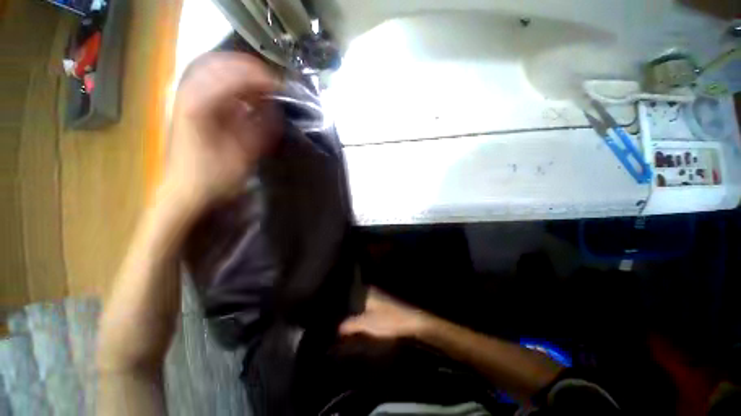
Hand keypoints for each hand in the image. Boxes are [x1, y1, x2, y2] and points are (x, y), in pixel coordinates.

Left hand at [166, 52, 279, 213]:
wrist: (184, 190)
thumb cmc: (214, 177)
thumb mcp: (243, 155)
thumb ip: (260, 128)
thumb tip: (274, 108)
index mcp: (200, 106)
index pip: (232, 77)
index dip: (259, 78)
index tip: (280, 87)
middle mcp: (188, 93)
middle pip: (219, 63)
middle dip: (249, 69)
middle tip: (272, 83)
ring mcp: (185, 97)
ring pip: (212, 68)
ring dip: (239, 74)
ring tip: (261, 87)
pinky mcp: (187, 105)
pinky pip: (209, 81)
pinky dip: (229, 83)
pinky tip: (243, 95)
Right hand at [339, 289, 433, 339]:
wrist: (412, 322)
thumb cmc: (388, 319)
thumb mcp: (366, 323)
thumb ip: (350, 324)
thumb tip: (337, 327)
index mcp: (366, 291)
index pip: (349, 293)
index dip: (340, 302)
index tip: (330, 310)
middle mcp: (371, 291)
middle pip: (354, 299)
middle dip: (346, 309)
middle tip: (334, 319)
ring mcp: (378, 298)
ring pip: (361, 304)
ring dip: (354, 313)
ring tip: (343, 322)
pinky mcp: (383, 305)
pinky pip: (368, 308)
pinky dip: (362, 315)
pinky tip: (358, 323)